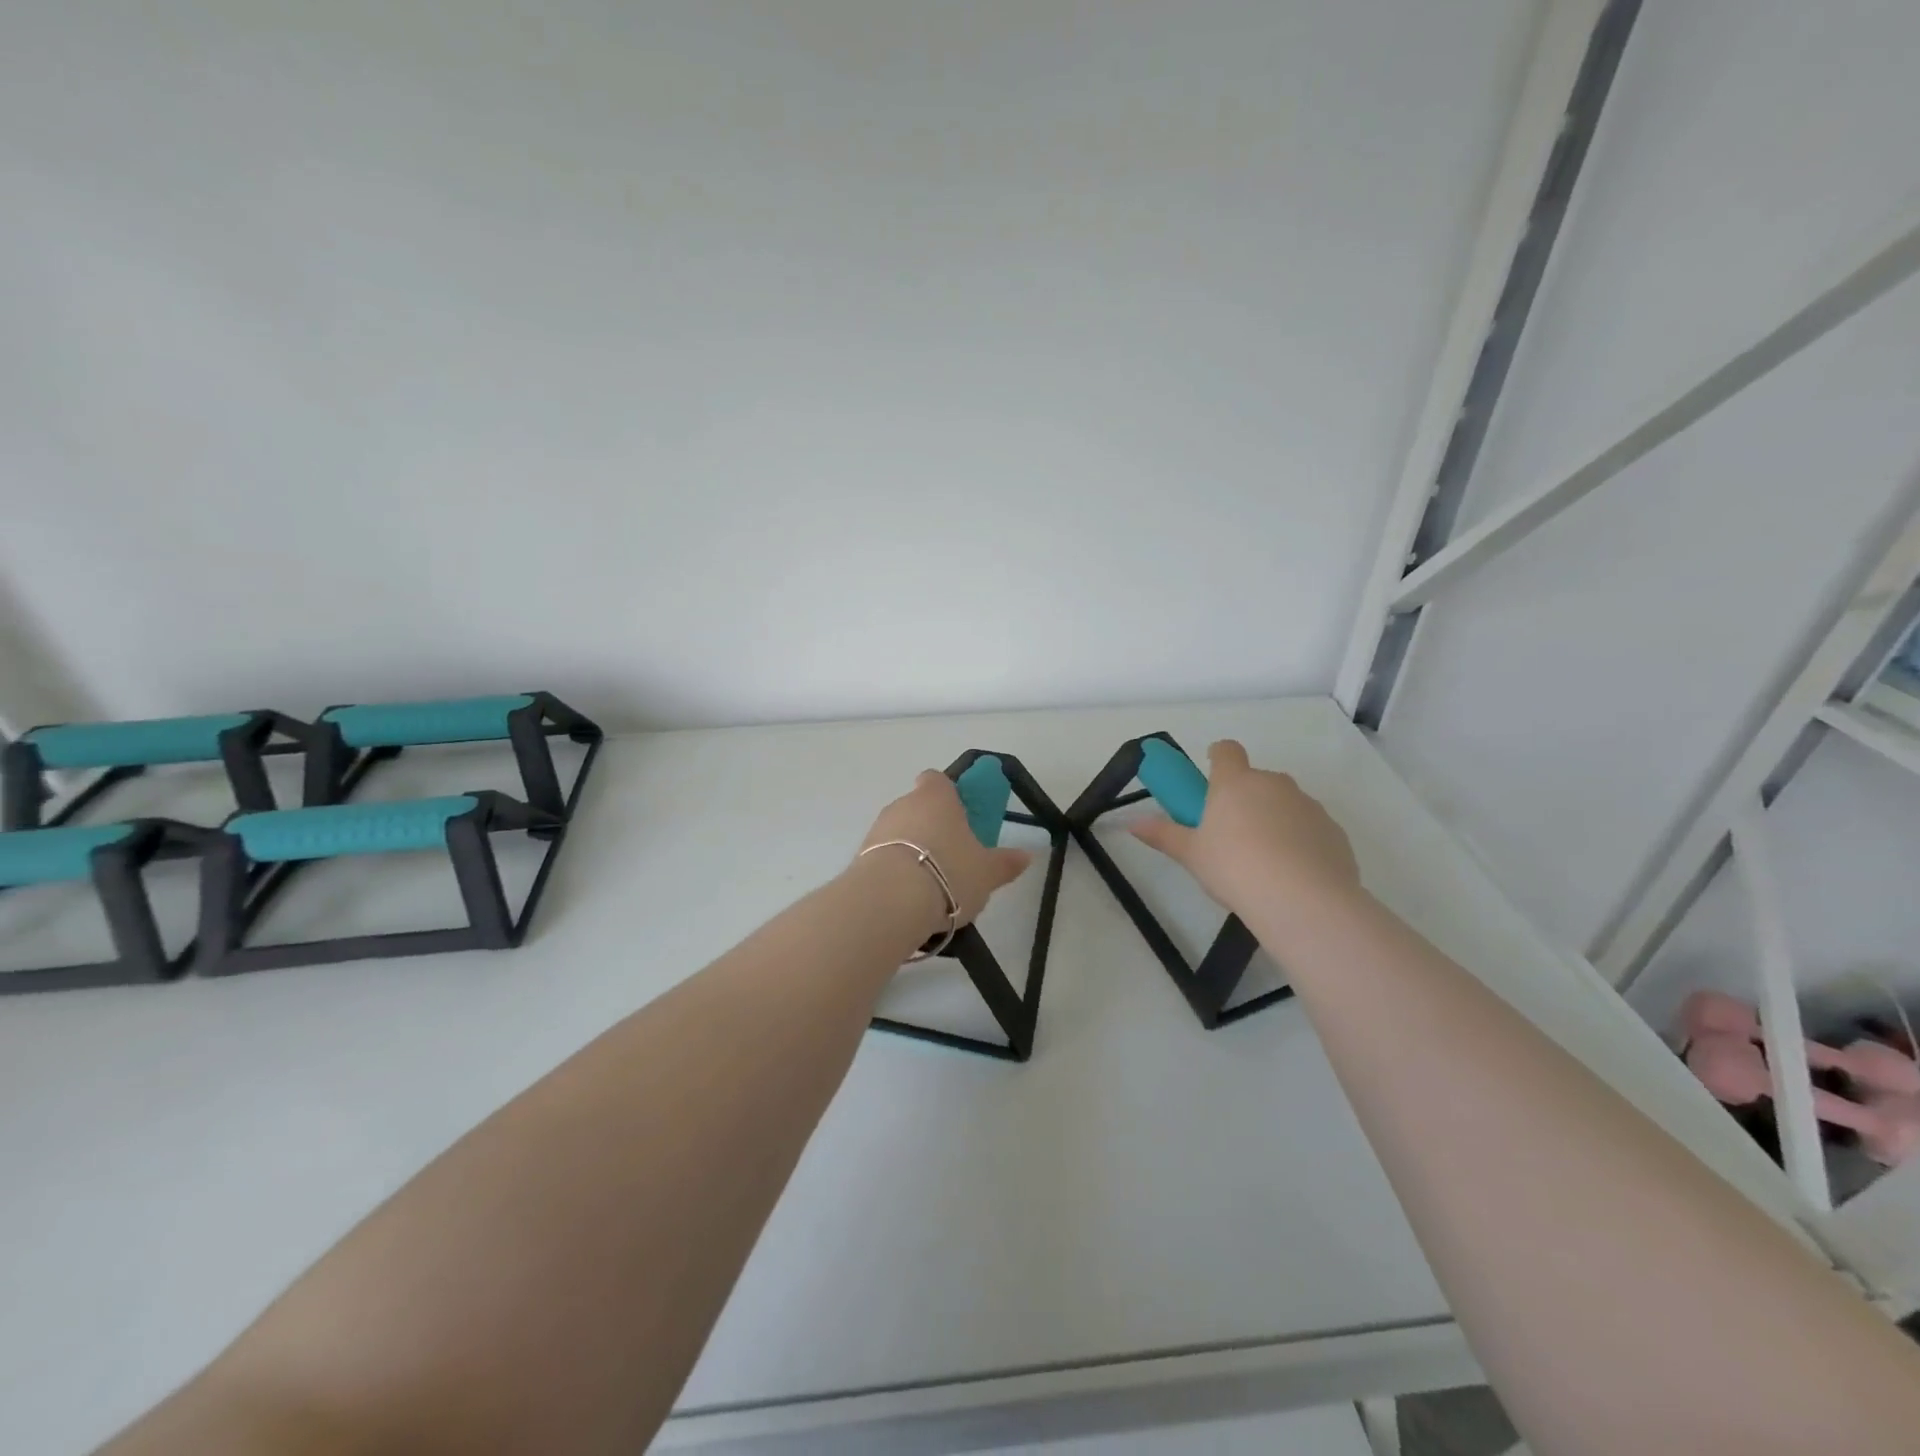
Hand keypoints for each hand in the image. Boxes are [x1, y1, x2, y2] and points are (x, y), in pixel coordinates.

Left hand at [858, 770, 1032, 928]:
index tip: (960, 814)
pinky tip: (909, 898)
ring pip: (899, 833)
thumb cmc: (948, 873)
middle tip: (953, 857)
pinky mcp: (860, 856)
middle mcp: (903, 804)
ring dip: (912, 851)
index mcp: (936, 797)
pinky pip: (884, 857)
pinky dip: (895, 871)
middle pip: (918, 807)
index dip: (948, 793)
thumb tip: (1026, 855)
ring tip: (932, 885)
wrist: (889, 901)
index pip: (937, 779)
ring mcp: (878, 829)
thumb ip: (1005, 863)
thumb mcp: (986, 872)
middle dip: (932, 827)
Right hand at [1129, 740, 1359, 921]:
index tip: (1211, 774)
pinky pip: (1309, 828)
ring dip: (1273, 820)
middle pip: (1256, 780)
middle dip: (1245, 798)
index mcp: (1235, 783)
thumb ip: (1163, 834)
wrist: (1304, 900)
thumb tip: (1130, 823)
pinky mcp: (1333, 830)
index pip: (1226, 750)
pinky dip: (1300, 841)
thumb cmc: (1235, 868)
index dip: (1218, 757)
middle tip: (1230, 834)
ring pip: (1285, 804)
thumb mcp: (1191, 854)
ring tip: (1263, 861)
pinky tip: (1292, 874)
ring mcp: (1308, 805)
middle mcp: (1274, 784)